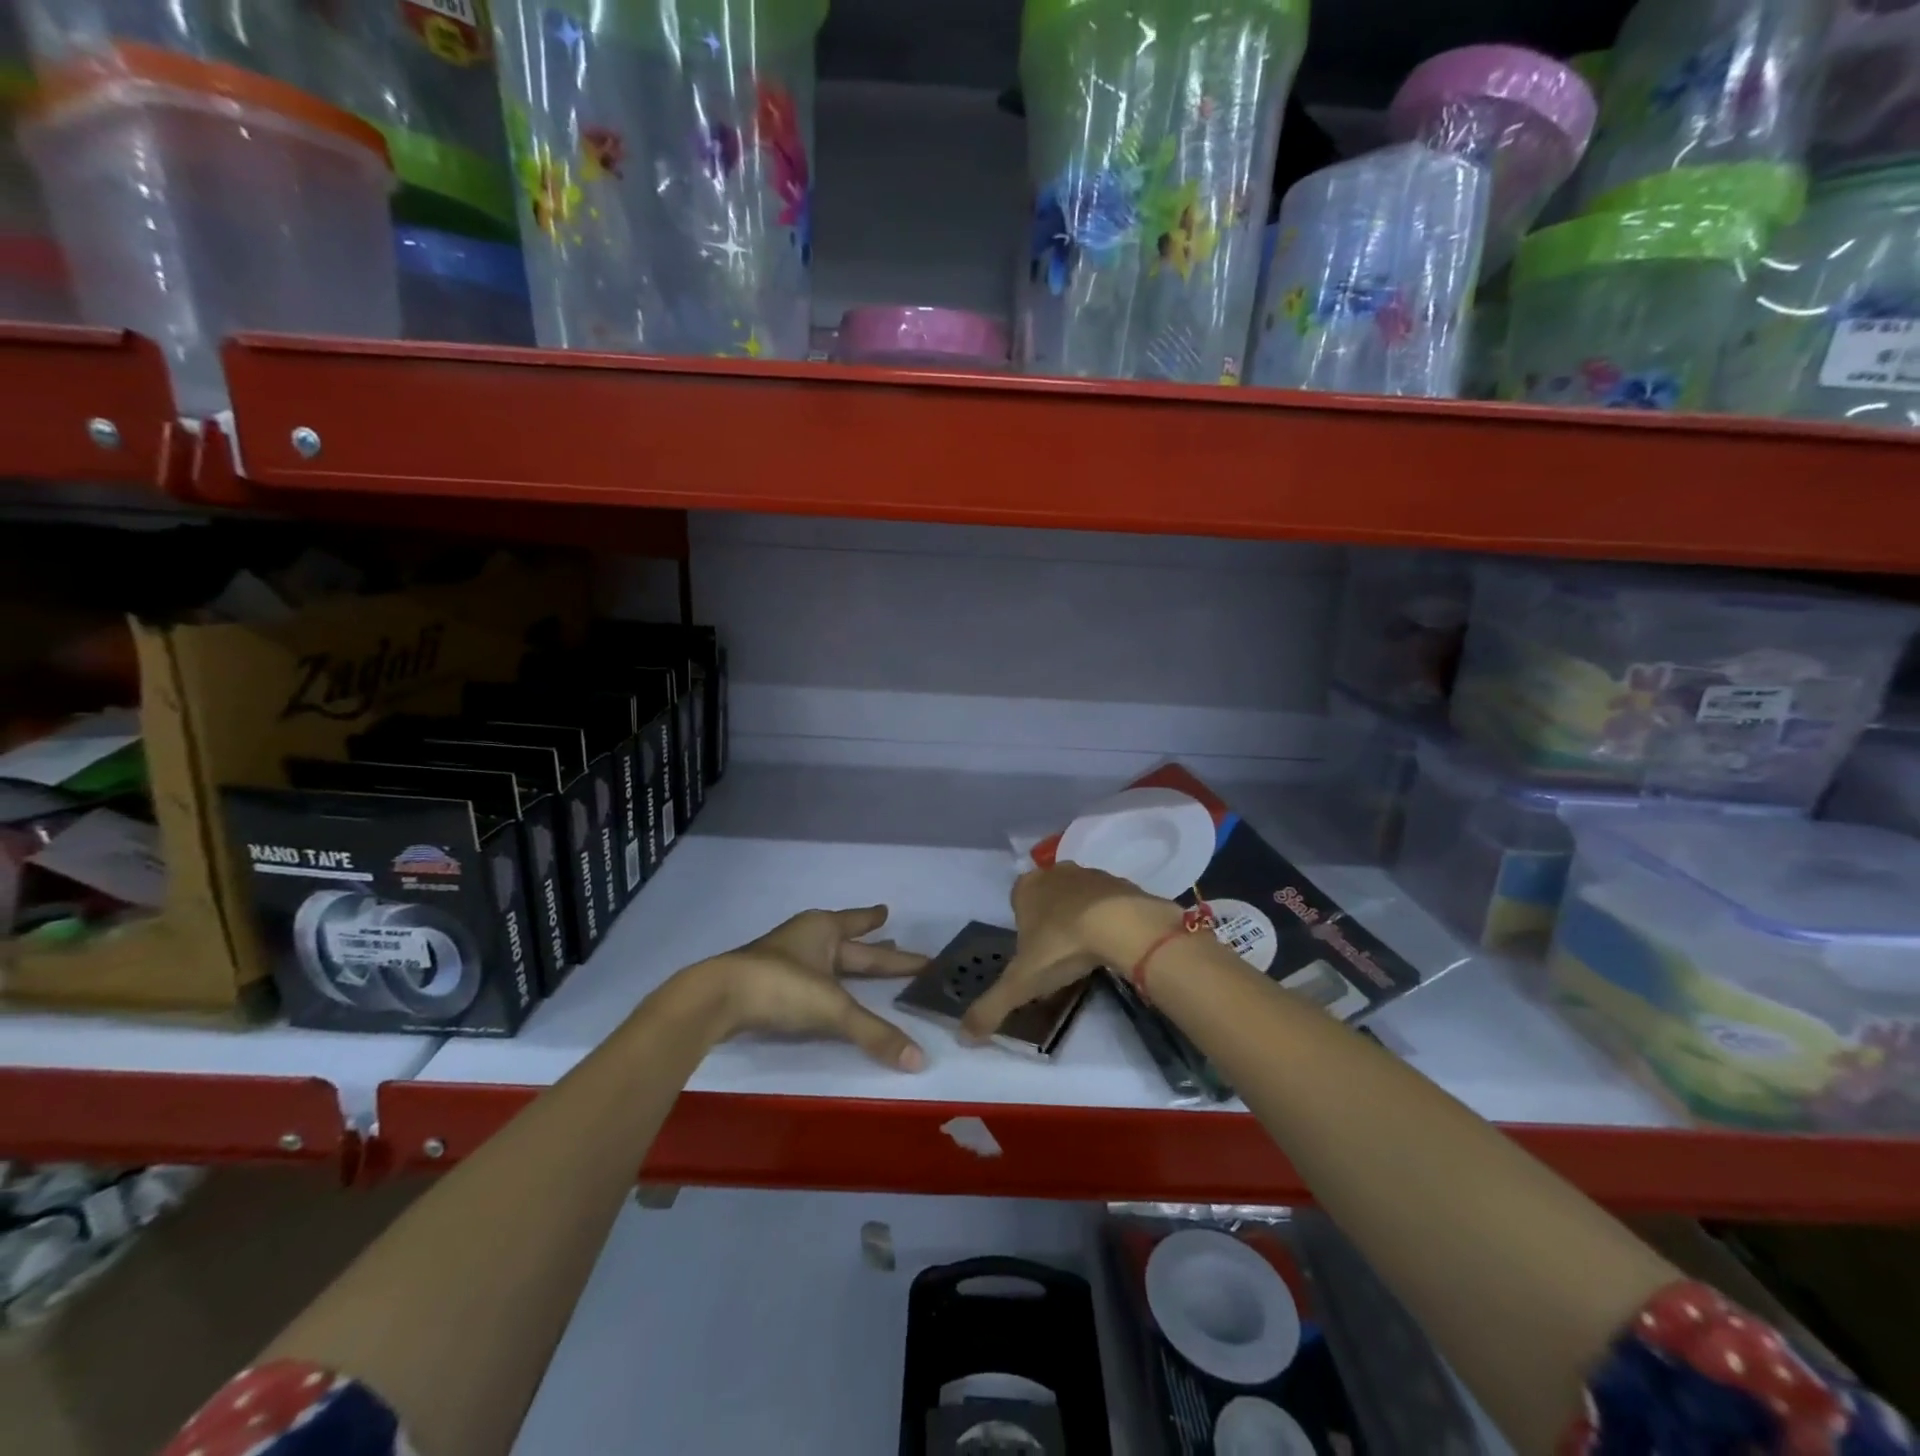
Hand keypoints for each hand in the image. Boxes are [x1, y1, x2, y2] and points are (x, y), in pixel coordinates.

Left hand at [695, 906, 929, 1070]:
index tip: (888, 911)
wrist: (716, 998)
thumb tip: (919, 1060)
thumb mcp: (833, 1008)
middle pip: (848, 943)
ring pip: (826, 959)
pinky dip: (825, 984)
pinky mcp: (768, 984)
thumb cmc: (780, 986)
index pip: (860, 925)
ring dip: (847, 963)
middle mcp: (806, 938)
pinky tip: (827, 993)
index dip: (876, 922)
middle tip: (894, 941)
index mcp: (824, 929)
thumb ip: (874, 1033)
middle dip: (872, 946)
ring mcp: (784, 960)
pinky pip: (809, 979)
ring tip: (866, 967)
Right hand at [961, 864, 1177, 1041]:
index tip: (1032, 953)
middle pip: (1049, 895)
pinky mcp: (1123, 884)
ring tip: (1087, 952)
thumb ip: (990, 1008)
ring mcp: (1092, 874)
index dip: (1022, 925)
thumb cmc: (1062, 946)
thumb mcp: (1020, 984)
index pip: (1017, 899)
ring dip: (1081, 918)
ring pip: (1080, 896)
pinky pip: (1110, 903)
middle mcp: (1057, 873)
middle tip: (1058, 954)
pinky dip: (1109, 919)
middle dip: (1051, 919)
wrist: (1123, 926)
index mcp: (1027, 887)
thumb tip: (963, 1036)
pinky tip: (1113, 944)